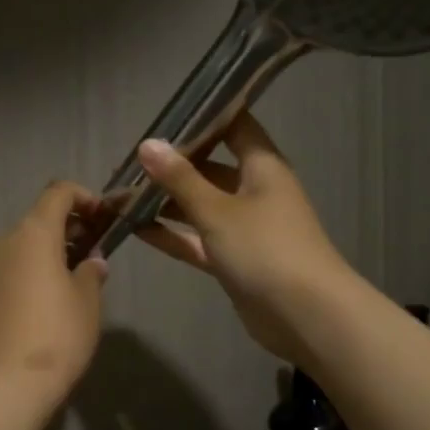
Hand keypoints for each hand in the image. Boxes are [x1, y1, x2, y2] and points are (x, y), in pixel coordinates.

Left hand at [0, 182, 109, 407]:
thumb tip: (92, 262)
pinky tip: (48, 299)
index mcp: (33, 233)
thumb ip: (91, 272)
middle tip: (95, 250)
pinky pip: (10, 268)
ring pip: (23, 246)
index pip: (58, 193)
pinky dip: (31, 270)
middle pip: (39, 220)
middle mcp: (4, 241)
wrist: (6, 385)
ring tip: (75, 277)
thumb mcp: (87, 302)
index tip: (103, 216)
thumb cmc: (57, 335)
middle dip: (69, 228)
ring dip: (49, 251)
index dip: (84, 197)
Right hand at [134, 113, 354, 364]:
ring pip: (202, 206)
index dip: (204, 117)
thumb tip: (147, 144)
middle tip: (130, 162)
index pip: (234, 127)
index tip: (165, 114)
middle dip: (173, 166)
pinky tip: (137, 229)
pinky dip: (174, 235)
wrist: (305, 315)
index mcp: (262, 167)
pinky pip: (200, 240)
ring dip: (168, 202)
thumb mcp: (217, 210)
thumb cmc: (265, 248)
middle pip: (211, 168)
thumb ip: (180, 179)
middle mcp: (255, 191)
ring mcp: (246, 228)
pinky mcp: (236, 260)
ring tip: (124, 195)